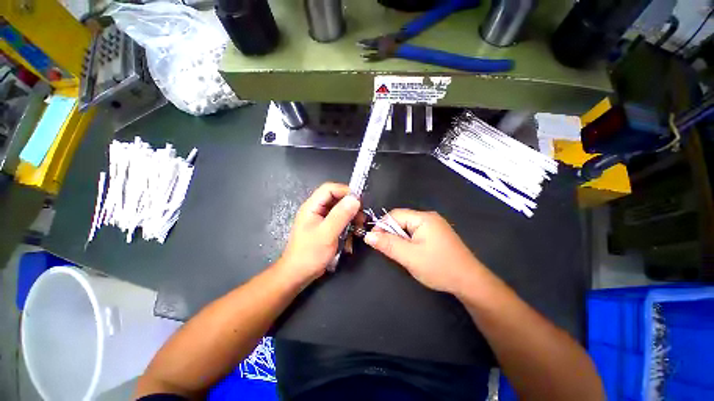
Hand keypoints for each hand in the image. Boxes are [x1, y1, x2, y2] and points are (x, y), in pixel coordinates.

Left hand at [277, 182, 360, 284]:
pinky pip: (339, 220)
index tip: (359, 202)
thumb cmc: (310, 254)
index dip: (345, 191)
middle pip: (336, 198)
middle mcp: (316, 209)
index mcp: (312, 206)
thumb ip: (340, 215)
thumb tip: (355, 199)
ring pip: (339, 210)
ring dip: (350, 217)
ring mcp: (320, 219)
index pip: (329, 189)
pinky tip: (352, 234)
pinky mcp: (325, 227)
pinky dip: (347, 225)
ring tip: (359, 227)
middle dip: (350, 206)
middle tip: (361, 217)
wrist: (298, 274)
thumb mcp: (327, 234)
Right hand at [364, 209, 485, 293]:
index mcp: (423, 218)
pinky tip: (411, 252)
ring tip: (400, 253)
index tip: (374, 241)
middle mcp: (429, 217)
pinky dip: (408, 241)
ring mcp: (434, 226)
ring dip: (399, 238)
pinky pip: (416, 233)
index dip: (382, 226)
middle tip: (388, 250)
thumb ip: (388, 244)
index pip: (395, 215)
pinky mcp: (437, 234)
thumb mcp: (409, 257)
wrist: (470, 282)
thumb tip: (368, 236)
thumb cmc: (439, 267)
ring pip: (408, 227)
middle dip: (391, 233)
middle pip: (401, 220)